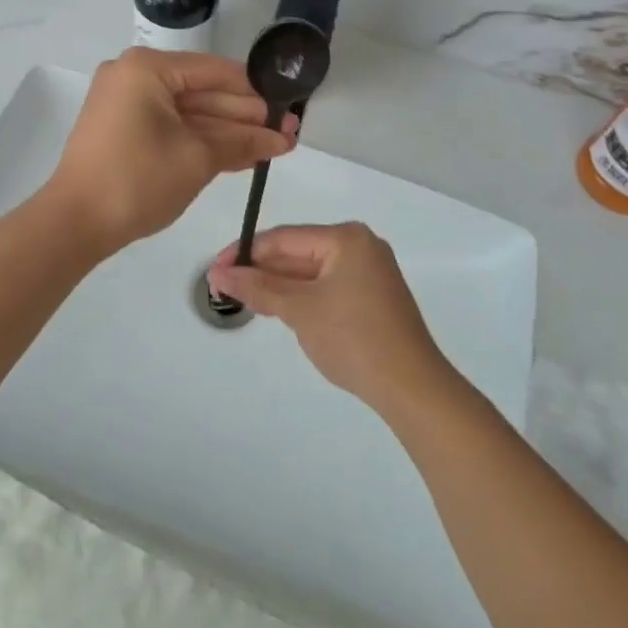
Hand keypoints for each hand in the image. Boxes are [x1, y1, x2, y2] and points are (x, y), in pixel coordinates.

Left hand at [43, 48, 294, 253]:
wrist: (74, 223)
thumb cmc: (138, 179)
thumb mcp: (197, 159)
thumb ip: (242, 142)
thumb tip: (282, 138)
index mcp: (147, 68)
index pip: (213, 71)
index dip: (254, 92)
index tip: (288, 108)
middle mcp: (133, 75)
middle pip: (201, 91)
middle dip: (244, 116)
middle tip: (287, 133)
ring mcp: (124, 101)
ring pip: (187, 112)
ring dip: (226, 131)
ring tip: (273, 147)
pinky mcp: (121, 127)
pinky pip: (169, 125)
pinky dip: (199, 139)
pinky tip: (238, 154)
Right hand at [206, 223, 451, 411]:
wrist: (412, 389)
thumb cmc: (353, 339)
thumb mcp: (299, 310)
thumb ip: (258, 287)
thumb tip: (219, 273)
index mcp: (346, 238)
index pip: (284, 237)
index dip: (245, 252)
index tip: (215, 270)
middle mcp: (360, 246)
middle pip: (298, 252)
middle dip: (261, 270)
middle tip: (224, 287)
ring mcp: (369, 273)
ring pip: (311, 272)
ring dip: (279, 285)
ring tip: (245, 300)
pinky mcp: (373, 298)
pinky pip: (327, 287)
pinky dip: (302, 297)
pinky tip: (279, 309)